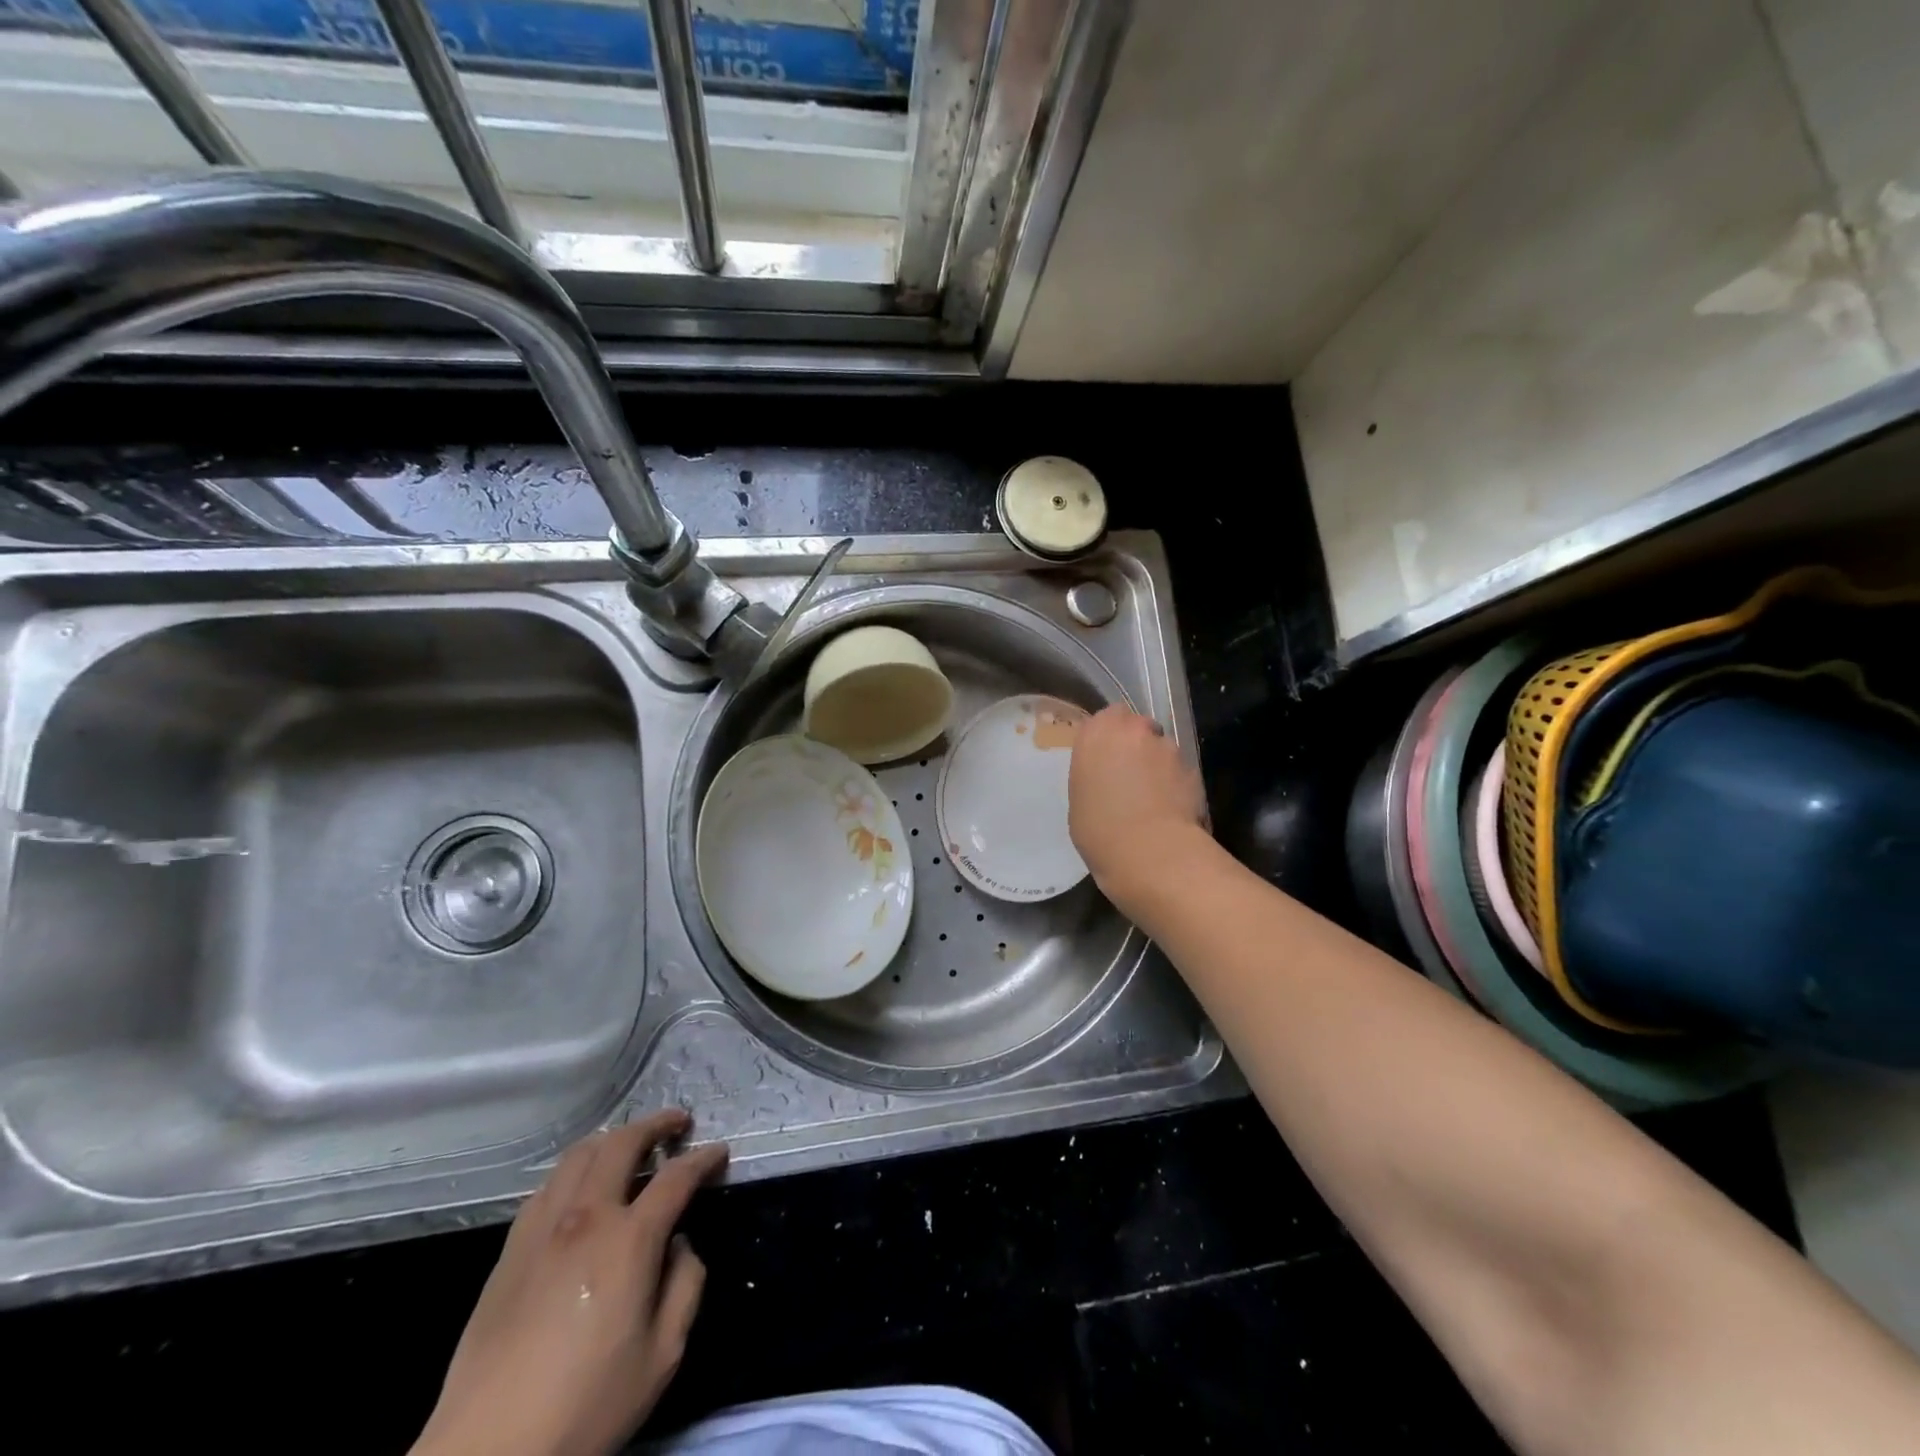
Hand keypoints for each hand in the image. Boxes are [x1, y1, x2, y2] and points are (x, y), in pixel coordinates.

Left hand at [413, 1110, 728, 1455]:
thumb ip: (686, 1285)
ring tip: (630, 1146)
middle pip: (622, 1143)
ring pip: (579, 1155)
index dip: (703, 1158)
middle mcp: (585, 1218)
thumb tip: (680, 1244)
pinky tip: (581, 1189)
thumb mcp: (662, 1355)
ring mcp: (542, 1229)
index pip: (676, 1177)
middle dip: (656, 1124)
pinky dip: (574, 1172)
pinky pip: (546, 1187)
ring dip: (612, 1140)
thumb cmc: (586, 1406)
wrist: (488, 1452)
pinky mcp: (510, 1250)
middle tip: (677, 1123)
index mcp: (629, 1241)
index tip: (719, 1152)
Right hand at [1068, 705, 1208, 902]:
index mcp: (1097, 733)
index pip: (1107, 717)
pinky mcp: (1192, 768)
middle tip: (1129, 775)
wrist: (1149, 852)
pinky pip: (1179, 770)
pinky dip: (1175, 782)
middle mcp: (1133, 730)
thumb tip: (1108, 775)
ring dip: (1157, 764)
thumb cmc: (1098, 830)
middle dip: (1136, 745)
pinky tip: (1170, 808)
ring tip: (1153, 796)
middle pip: (1137, 727)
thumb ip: (1094, 773)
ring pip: (1161, 747)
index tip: (1106, 757)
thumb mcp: (1079, 798)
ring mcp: (1166, 747)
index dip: (1110, 735)